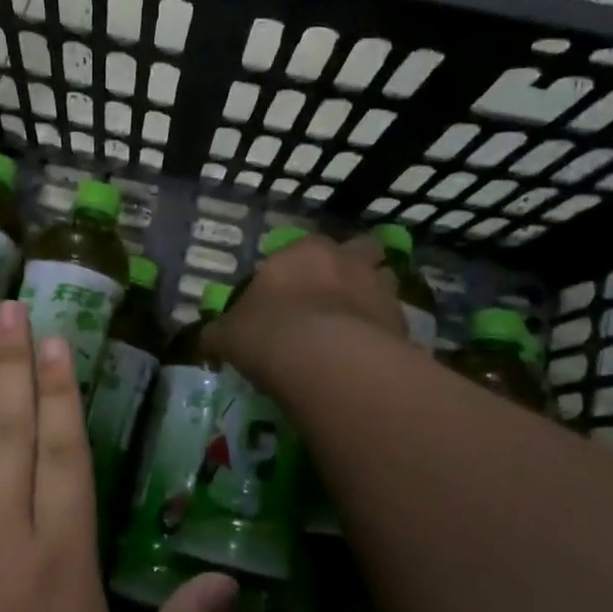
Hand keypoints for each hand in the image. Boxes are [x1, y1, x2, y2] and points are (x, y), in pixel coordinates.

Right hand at [205, 233, 404, 382]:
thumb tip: (209, 337)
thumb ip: (221, 332)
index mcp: (304, 252)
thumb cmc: (269, 333)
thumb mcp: (228, 334)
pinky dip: (383, 335)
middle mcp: (347, 261)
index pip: (303, 247)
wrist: (328, 363)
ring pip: (384, 282)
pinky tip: (367, 358)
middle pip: (359, 251)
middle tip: (334, 297)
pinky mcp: (403, 325)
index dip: (297, 267)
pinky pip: (393, 324)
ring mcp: (381, 290)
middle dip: (351, 268)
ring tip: (355, 328)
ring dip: (372, 298)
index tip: (288, 292)